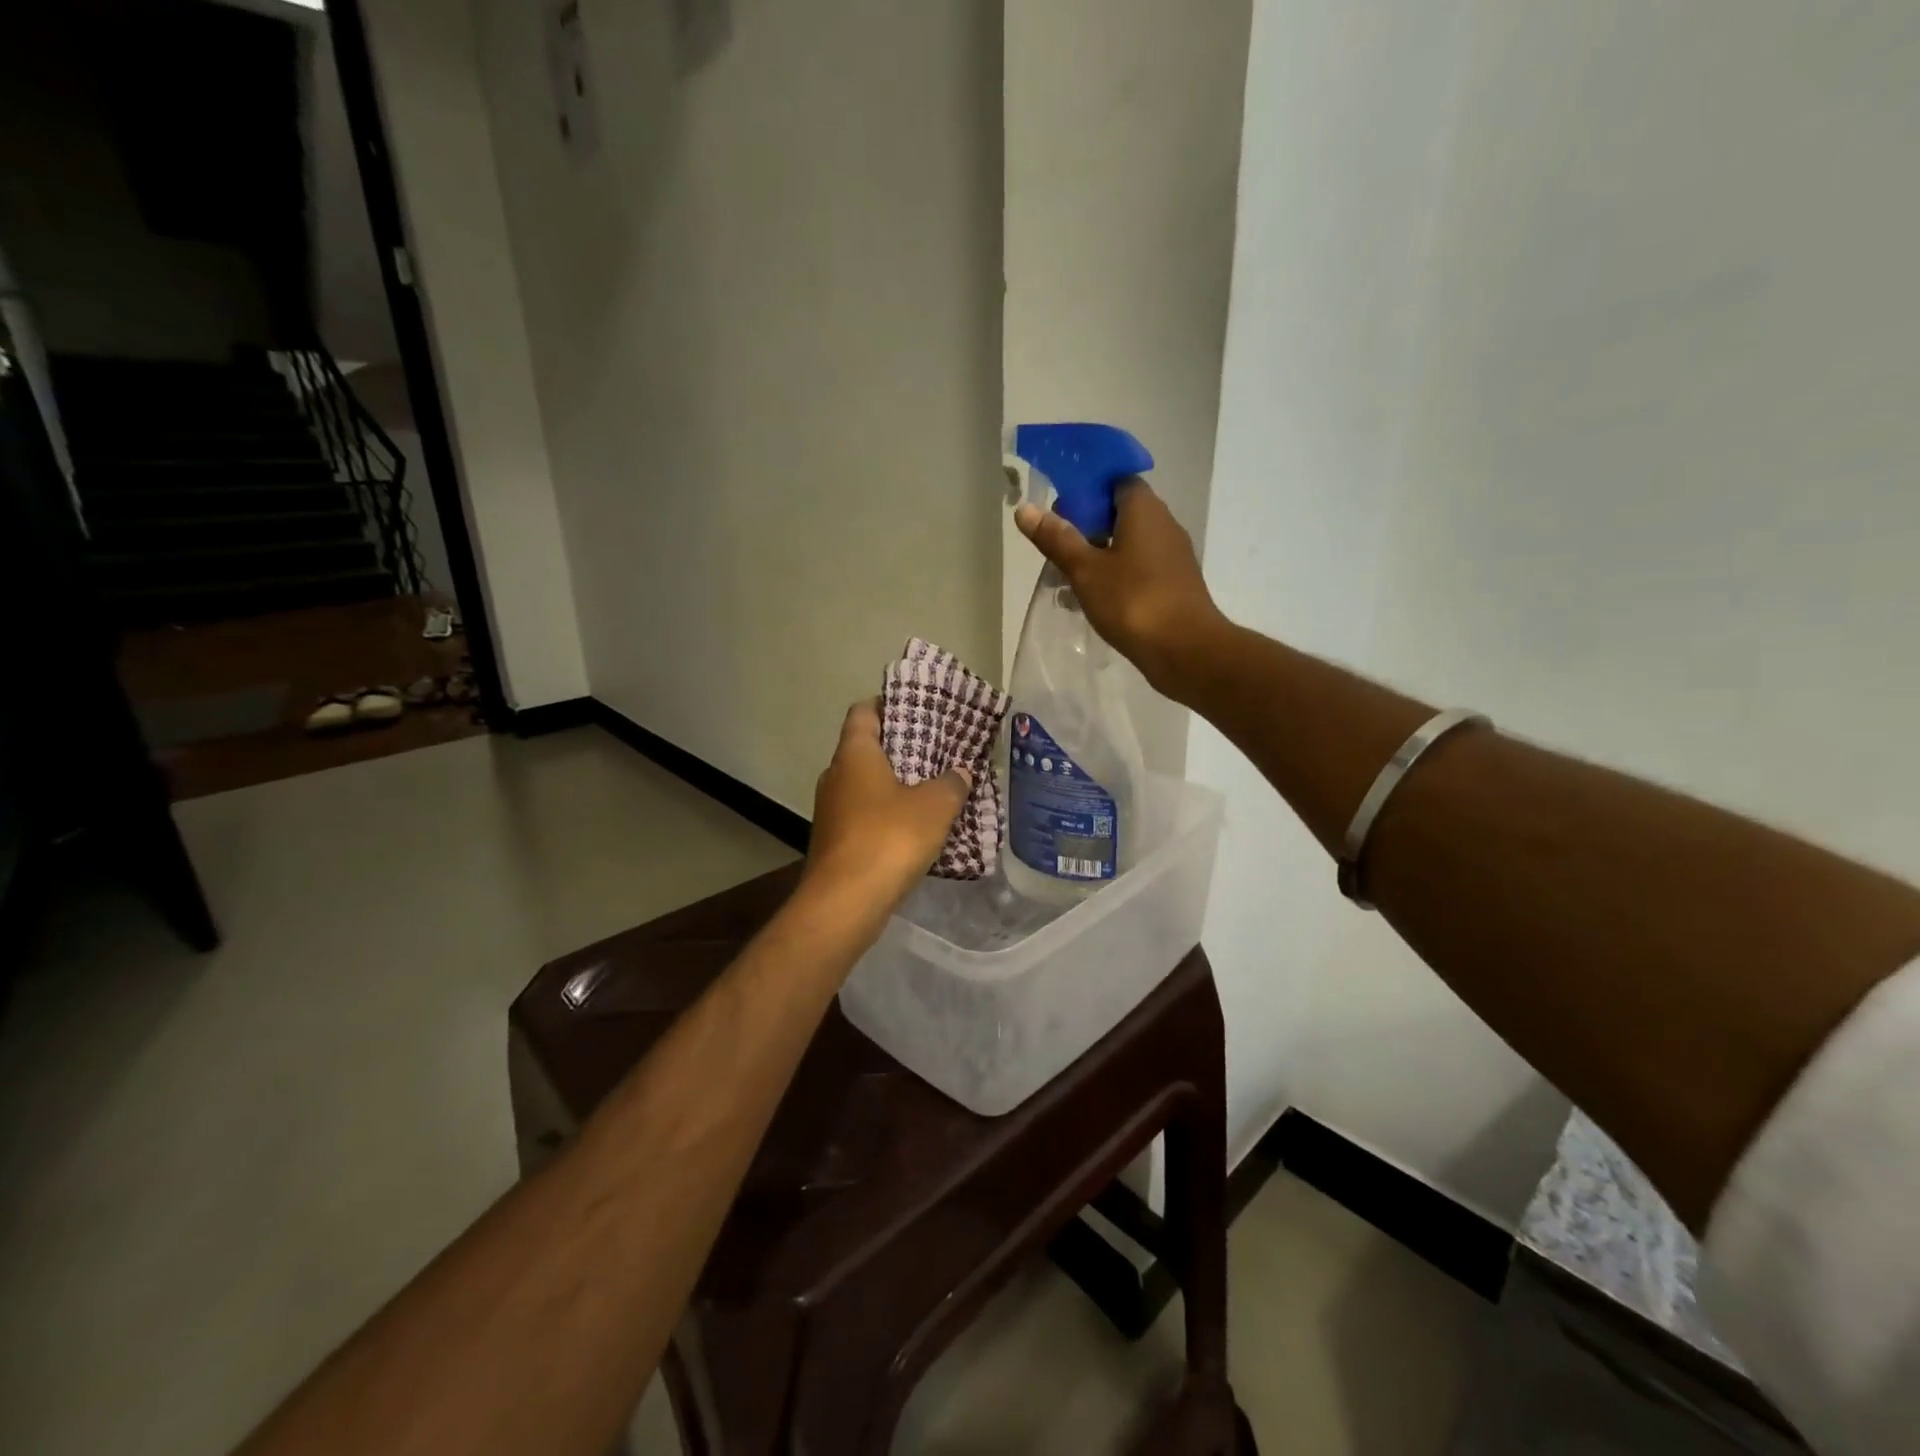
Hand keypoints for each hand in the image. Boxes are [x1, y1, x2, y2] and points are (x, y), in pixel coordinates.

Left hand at [804, 699, 971, 912]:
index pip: (863, 712)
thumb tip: (960, 772)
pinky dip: (886, 814)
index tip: (916, 708)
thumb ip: (951, 783)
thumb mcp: (934, 806)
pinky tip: (915, 828)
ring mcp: (831, 810)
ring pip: (865, 785)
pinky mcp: (835, 841)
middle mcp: (835, 775)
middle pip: (865, 748)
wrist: (845, 902)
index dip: (887, 704)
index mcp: (854, 754)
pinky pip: (864, 815)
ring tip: (932, 788)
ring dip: (894, 785)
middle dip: (899, 747)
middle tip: (935, 749)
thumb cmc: (889, 838)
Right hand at [1014, 481, 1226, 696]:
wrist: (1185, 650)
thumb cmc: (1133, 601)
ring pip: (1128, 543)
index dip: (1086, 489)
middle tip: (1057, 548)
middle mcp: (1163, 524)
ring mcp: (1172, 555)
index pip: (1115, 480)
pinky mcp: (1174, 583)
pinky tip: (1093, 599)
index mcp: (1144, 509)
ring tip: (1067, 580)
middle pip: (1120, 512)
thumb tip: (1025, 509)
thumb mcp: (1085, 570)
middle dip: (1087, 527)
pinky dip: (1116, 576)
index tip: (1060, 511)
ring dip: (1098, 555)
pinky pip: (1139, 568)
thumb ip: (1057, 539)